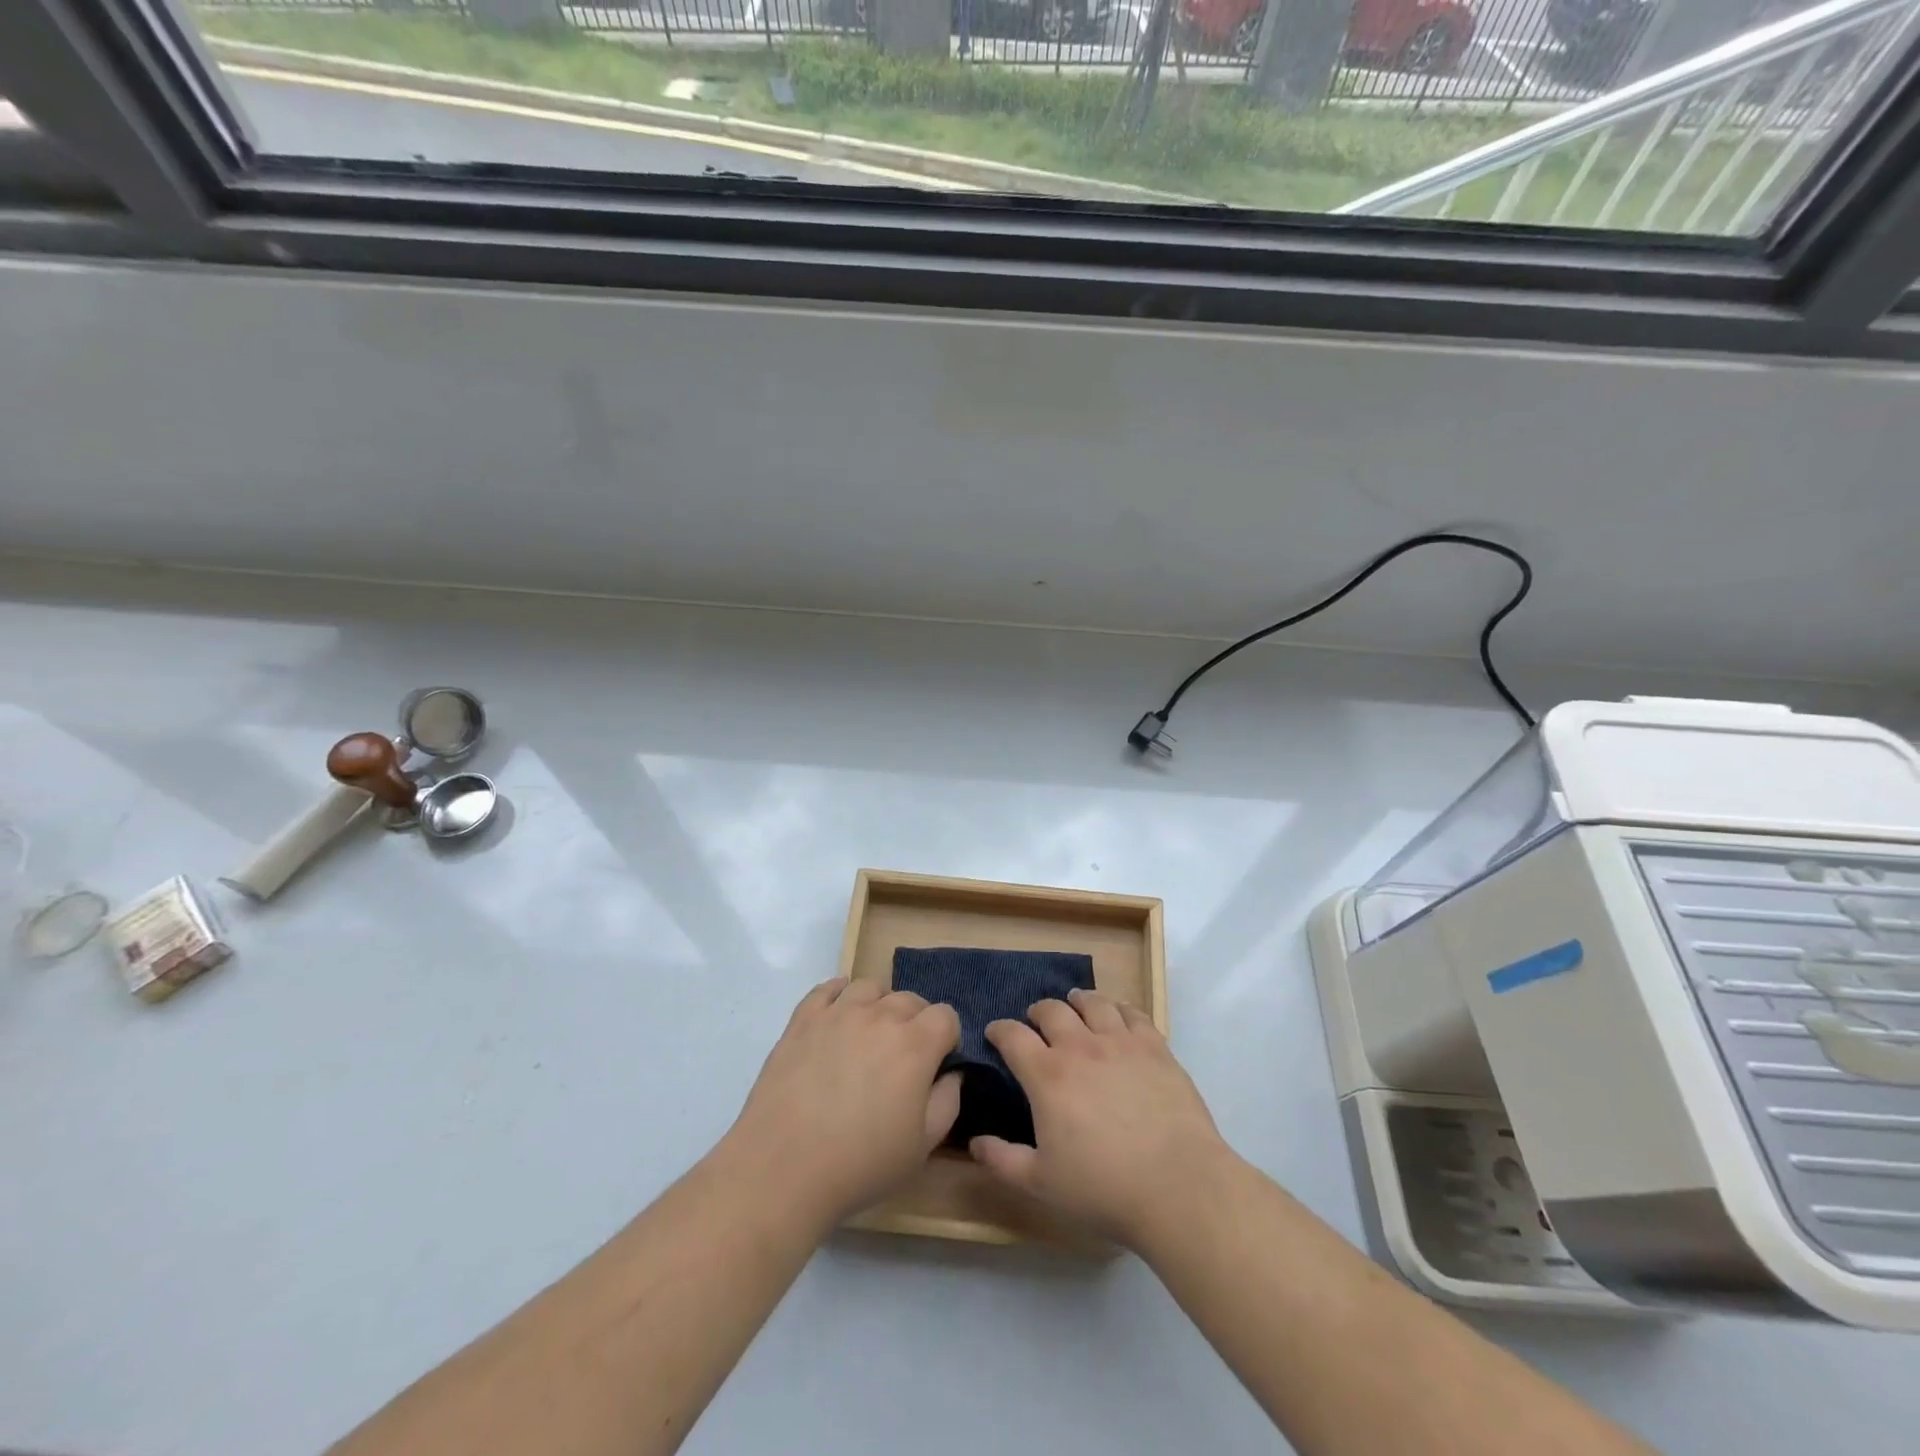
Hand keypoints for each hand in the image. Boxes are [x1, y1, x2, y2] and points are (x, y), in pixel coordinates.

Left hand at [724, 977, 960, 1230]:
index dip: (947, 1037)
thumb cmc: (861, 1163)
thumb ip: (947, 1102)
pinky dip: (839, 993)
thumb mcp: (922, 1146)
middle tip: (904, 1058)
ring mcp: (838, 1012)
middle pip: (910, 999)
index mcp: (915, 1044)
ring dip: (879, 1005)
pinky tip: (839, 1012)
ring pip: (871, 987)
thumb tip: (952, 1073)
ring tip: (871, 1035)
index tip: (938, 1063)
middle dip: (917, 1022)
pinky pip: (827, 988)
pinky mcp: (803, 1019)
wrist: (783, 1168)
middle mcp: (880, 1016)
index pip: (946, 1015)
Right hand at [969, 986, 1233, 1248]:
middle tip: (1035, 1020)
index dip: (999, 1030)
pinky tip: (1118, 1013)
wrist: (1177, 1186)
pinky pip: (1133, 1013)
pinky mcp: (1154, 1047)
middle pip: (1052, 1010)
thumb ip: (1003, 1160)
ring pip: (1093, 1003)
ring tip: (1075, 1003)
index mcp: (1047, 1076)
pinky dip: (1119, 1007)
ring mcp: (1120, 1042)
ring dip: (1078, 1001)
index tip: (995, 1032)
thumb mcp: (1041, 1184)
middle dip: (1037, 1011)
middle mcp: (1080, 1047)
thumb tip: (975, 1142)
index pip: (1012, 1036)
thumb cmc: (1103, 1188)